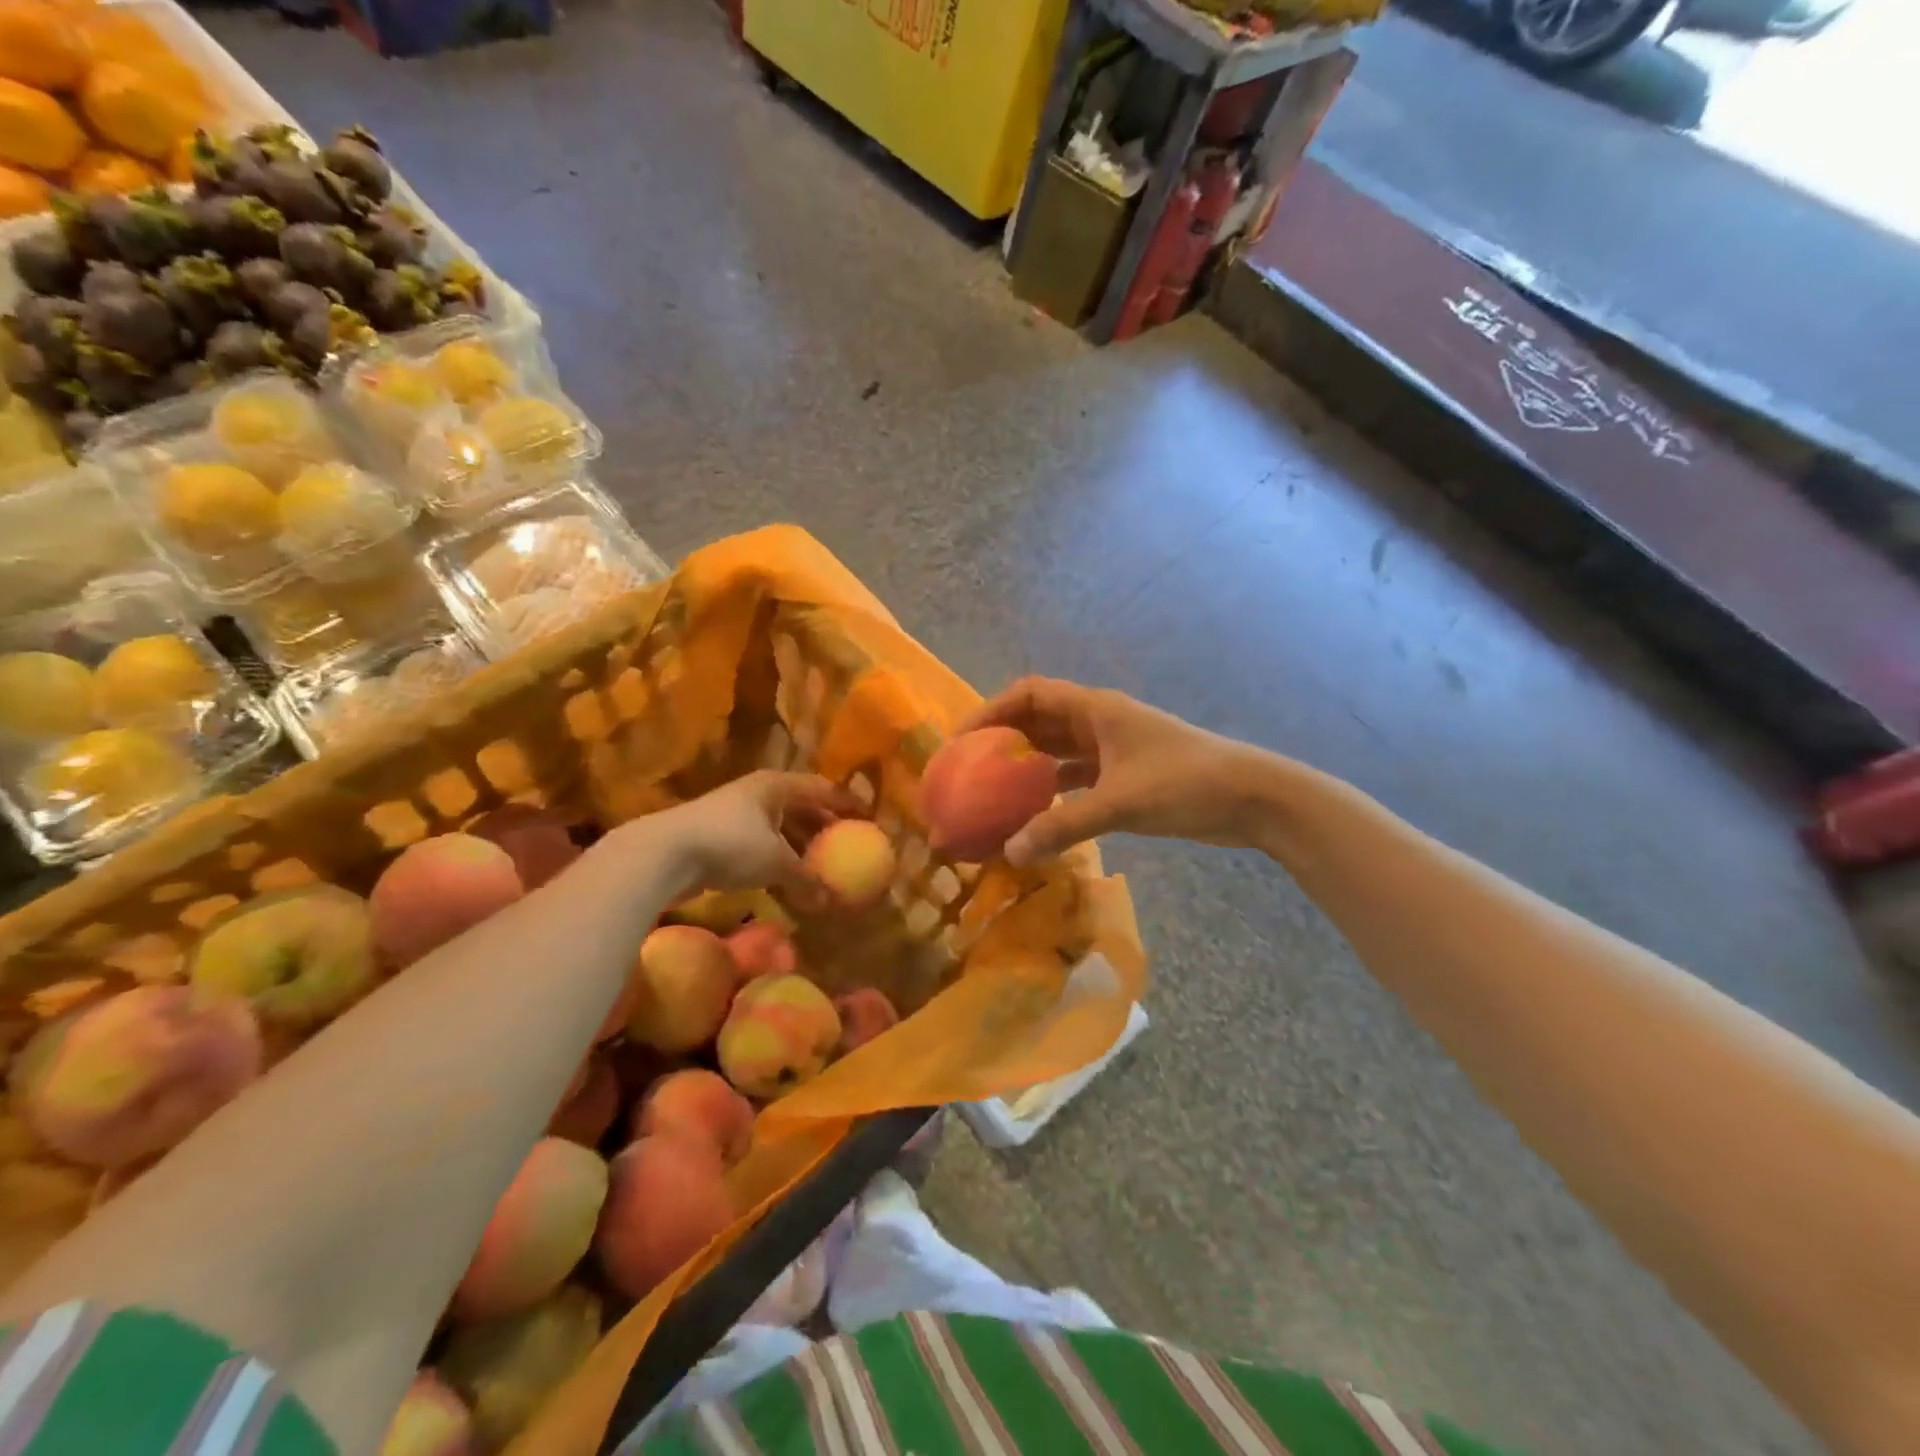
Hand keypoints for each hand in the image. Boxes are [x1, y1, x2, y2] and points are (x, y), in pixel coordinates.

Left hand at [628, 771, 860, 901]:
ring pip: (778, 827)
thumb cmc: (730, 844)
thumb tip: (830, 903)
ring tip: (818, 865)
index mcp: (777, 786)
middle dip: (823, 824)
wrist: (664, 853)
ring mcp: (734, 813)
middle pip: (800, 805)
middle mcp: (758, 793)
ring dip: (799, 845)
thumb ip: (806, 879)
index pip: (822, 788)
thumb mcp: (776, 862)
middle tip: (846, 843)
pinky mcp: (717, 836)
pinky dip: (776, 858)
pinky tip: (784, 879)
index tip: (868, 817)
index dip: (847, 802)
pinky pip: (759, 844)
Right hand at [959, 677, 1277, 863]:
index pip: (1030, 694)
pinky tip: (1034, 816)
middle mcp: (1099, 723)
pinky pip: (1076, 778)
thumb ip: (1064, 826)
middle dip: (1002, 740)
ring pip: (1056, 751)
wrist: (1252, 798)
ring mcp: (1113, 749)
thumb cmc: (1187, 784)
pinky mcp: (1124, 776)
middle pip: (1038, 721)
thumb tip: (1010, 852)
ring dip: (1026, 767)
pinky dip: (1052, 792)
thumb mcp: (1121, 802)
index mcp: (1096, 710)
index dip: (991, 710)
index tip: (961, 741)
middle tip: (967, 771)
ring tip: (991, 794)